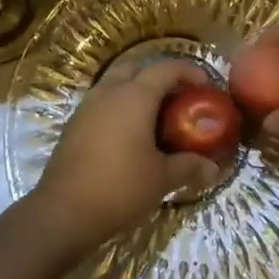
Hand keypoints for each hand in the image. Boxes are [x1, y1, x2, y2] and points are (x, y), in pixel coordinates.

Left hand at [29, 58, 222, 254]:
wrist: (64, 211)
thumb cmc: (120, 187)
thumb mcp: (162, 179)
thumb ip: (189, 167)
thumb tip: (214, 169)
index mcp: (135, 96)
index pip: (166, 68)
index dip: (188, 70)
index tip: (204, 84)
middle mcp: (109, 92)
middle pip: (136, 68)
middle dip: (158, 75)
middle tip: (177, 96)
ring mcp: (87, 106)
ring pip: (115, 83)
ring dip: (135, 89)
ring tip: (155, 115)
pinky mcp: (74, 124)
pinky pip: (101, 102)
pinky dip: (118, 106)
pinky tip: (129, 133)